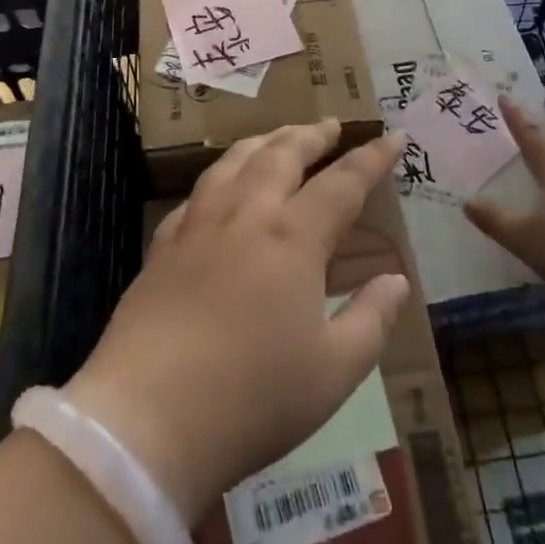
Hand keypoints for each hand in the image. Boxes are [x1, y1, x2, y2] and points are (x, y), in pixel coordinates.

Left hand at [63, 121, 411, 525]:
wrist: (147, 418)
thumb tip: (397, 280)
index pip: (343, 182)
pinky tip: (219, 187)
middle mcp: (246, 214)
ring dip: (264, 141)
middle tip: (330, 125)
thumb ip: (372, 319)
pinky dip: (219, 176)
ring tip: (279, 138)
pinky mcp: (162, 246)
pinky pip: (197, 193)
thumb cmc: (253, 398)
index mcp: (293, 237)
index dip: (372, 157)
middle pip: (282, 154)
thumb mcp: (334, 371)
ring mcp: (198, 225)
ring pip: (235, 161)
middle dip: (311, 134)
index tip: (393, 135)